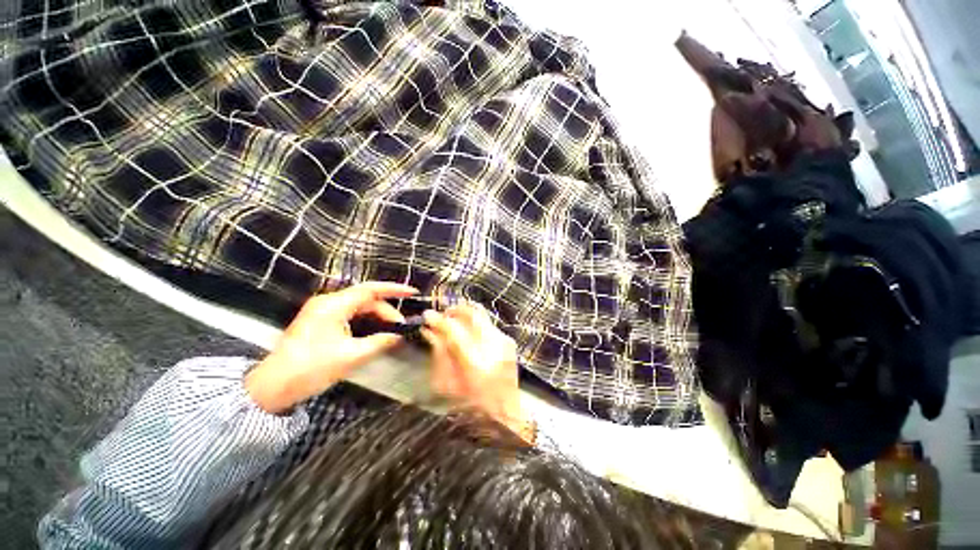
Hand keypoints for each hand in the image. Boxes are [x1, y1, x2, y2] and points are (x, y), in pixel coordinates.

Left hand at [245, 282, 417, 413]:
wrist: (272, 387)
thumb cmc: (312, 369)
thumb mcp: (352, 356)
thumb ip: (380, 342)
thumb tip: (400, 335)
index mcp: (334, 305)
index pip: (370, 289)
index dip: (394, 289)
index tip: (413, 292)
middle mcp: (328, 302)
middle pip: (366, 299)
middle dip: (386, 311)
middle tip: (401, 327)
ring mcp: (322, 311)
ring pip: (359, 307)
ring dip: (377, 317)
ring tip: (392, 331)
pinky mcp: (320, 320)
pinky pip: (350, 314)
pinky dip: (366, 321)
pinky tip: (375, 332)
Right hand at [420, 304, 532, 442]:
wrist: (504, 413)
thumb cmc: (470, 405)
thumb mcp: (445, 384)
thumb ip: (438, 353)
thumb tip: (430, 330)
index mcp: (474, 362)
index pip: (453, 329)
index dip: (438, 320)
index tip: (427, 315)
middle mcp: (492, 347)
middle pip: (472, 314)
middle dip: (454, 310)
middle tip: (443, 315)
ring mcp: (504, 342)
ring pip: (481, 315)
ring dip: (465, 315)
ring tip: (454, 321)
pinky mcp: (509, 342)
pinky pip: (489, 324)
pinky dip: (475, 323)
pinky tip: (468, 332)